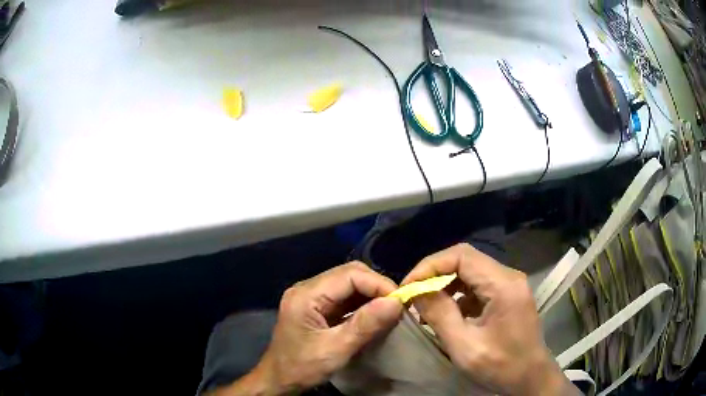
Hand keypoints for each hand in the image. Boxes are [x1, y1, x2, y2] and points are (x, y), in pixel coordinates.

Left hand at [222, 262, 402, 394]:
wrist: (278, 380)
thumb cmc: (301, 367)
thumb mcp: (335, 350)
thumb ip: (365, 325)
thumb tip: (396, 302)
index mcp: (306, 295)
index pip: (349, 274)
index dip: (378, 284)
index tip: (400, 302)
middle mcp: (307, 288)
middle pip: (349, 274)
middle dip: (376, 287)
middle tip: (397, 306)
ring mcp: (311, 297)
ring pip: (349, 284)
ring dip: (371, 295)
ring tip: (390, 310)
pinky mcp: (316, 307)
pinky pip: (344, 297)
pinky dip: (362, 304)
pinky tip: (375, 316)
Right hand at [402, 243, 579, 395]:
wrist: (530, 378)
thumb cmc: (501, 366)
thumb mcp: (465, 346)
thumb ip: (440, 315)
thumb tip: (416, 291)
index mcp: (503, 285)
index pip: (462, 256)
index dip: (431, 266)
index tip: (409, 287)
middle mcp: (509, 276)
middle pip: (466, 259)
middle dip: (435, 274)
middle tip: (413, 294)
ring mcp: (509, 284)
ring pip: (470, 271)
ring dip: (445, 284)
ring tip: (425, 305)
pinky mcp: (506, 295)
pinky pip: (477, 284)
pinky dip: (457, 294)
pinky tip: (446, 313)